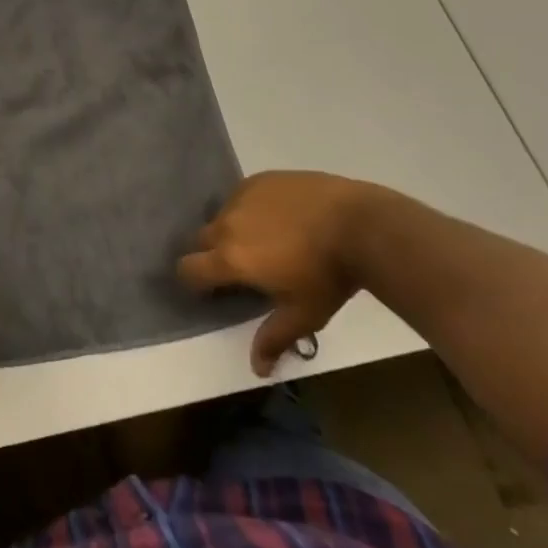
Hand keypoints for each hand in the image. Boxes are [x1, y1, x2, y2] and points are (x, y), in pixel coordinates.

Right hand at [177, 172, 391, 377]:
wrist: (359, 223)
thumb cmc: (329, 276)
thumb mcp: (304, 314)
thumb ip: (274, 338)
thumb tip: (257, 369)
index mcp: (230, 258)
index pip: (188, 268)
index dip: (193, 280)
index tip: (212, 289)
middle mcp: (227, 223)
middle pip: (200, 239)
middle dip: (211, 254)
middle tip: (240, 268)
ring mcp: (242, 195)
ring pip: (222, 215)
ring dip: (232, 229)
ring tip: (264, 240)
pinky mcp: (260, 179)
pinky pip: (243, 196)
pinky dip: (251, 208)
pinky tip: (279, 218)